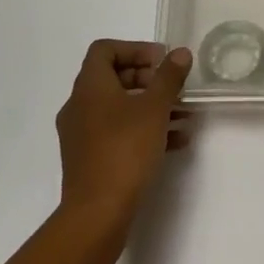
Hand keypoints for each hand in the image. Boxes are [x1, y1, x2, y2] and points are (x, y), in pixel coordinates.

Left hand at [55, 40, 192, 234]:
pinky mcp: (89, 160)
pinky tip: (175, 142)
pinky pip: (117, 133)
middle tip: (174, 87)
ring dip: (151, 107)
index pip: (105, 50)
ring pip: (119, 108)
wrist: (97, 215)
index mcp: (89, 87)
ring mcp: (81, 135)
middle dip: (148, 79)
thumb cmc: (125, 150)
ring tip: (184, 116)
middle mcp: (79, 106)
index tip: (161, 60)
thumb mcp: (155, 108)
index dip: (135, 49)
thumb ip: (169, 77)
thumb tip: (180, 53)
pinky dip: (143, 130)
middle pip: (113, 78)